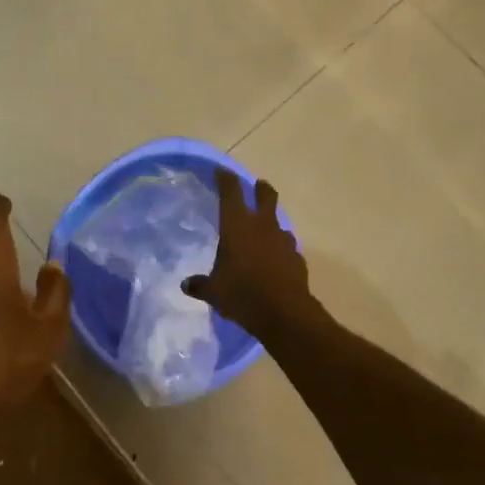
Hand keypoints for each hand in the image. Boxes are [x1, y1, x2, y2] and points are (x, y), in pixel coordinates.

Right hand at [182, 169, 314, 342]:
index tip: (221, 172)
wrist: (284, 313)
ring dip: (271, 223)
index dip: (225, 179)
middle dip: (260, 188)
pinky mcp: (297, 258)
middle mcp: (262, 226)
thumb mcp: (213, 291)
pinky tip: (274, 261)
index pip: (230, 192)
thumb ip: (200, 285)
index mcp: (237, 225)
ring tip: (262, 233)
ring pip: (278, 222)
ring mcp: (283, 240)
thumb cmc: (242, 294)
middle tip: (256, 185)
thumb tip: (186, 285)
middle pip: (265, 195)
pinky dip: (279, 249)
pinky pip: (287, 247)